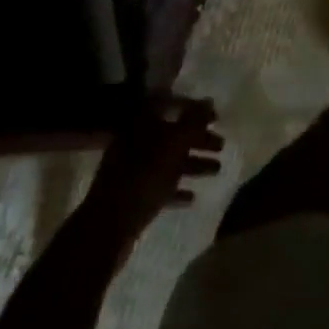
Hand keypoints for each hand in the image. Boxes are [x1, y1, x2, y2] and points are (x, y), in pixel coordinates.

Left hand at [81, 97, 223, 257]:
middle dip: (198, 139)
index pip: (169, 103)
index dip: (193, 108)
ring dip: (193, 164)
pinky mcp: (132, 196)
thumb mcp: (173, 146)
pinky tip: (193, 197)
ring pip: (168, 161)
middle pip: (171, 134)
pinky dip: (177, 189)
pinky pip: (159, 187)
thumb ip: (193, 122)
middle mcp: (135, 141)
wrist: (107, 228)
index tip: (216, 118)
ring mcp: (132, 170)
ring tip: (217, 170)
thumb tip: (209, 100)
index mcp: (141, 123)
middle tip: (222, 145)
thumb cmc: (143, 178)